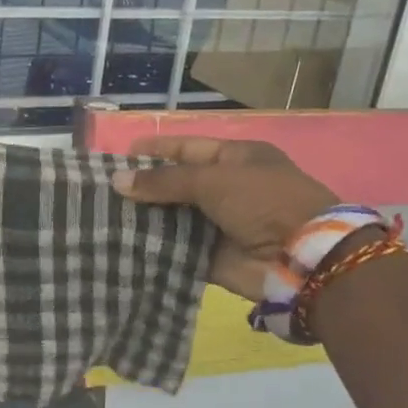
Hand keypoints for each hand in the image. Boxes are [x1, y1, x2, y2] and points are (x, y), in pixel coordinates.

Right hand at [111, 136, 338, 299]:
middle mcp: (228, 189)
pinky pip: (178, 250)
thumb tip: (118, 181)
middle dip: (144, 189)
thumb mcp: (213, 180)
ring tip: (105, 218)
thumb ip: (164, 181)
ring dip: (146, 219)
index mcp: (236, 159)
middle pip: (178, 185)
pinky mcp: (214, 258)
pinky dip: (156, 249)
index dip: (154, 151)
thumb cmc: (263, 202)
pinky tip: (124, 246)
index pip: (187, 148)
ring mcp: (221, 225)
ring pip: (175, 219)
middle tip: (103, 192)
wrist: (304, 259)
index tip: (119, 157)